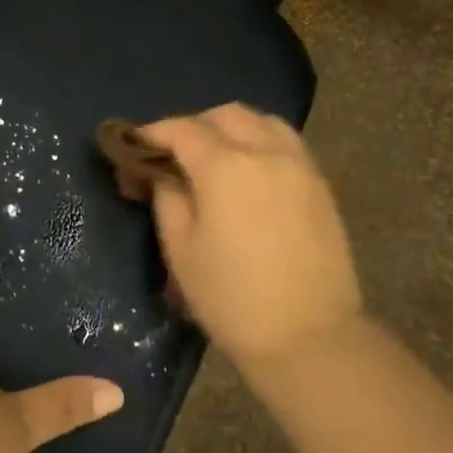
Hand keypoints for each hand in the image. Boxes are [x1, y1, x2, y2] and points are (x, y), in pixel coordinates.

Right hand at [138, 104, 366, 370]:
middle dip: (193, 126)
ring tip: (213, 158)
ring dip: (231, 128)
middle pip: (225, 115)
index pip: (181, 129)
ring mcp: (300, 165)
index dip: (152, 134)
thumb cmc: (231, 298)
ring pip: (262, 121)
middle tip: (172, 156)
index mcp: (225, 166)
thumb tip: (159, 172)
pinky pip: (286, 143)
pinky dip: (260, 142)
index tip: (132, 149)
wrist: (308, 337)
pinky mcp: (320, 185)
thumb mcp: (181, 248)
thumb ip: (166, 197)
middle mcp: (266, 152)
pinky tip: (249, 173)